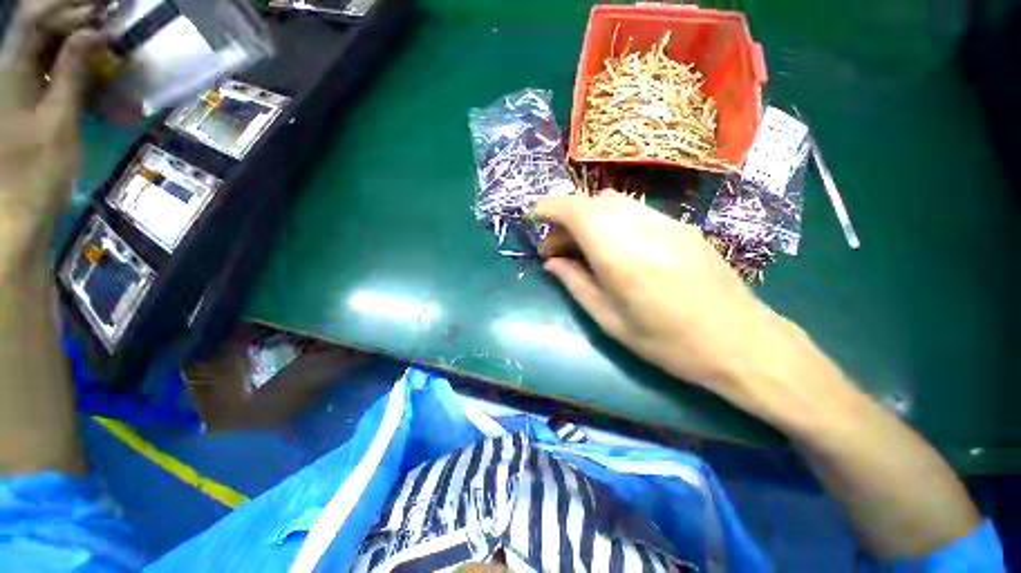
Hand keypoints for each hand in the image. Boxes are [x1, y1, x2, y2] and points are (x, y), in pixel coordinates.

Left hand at [0, 0, 103, 271]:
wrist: (17, 212)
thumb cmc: (38, 172)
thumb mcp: (58, 122)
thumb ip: (71, 73)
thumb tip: (93, 33)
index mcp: (10, 71)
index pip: (37, 18)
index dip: (70, 6)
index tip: (105, 10)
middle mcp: (7, 69)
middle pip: (36, 24)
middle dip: (71, 13)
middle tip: (107, 13)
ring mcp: (14, 84)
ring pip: (40, 42)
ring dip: (70, 32)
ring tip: (102, 32)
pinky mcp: (22, 99)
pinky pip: (43, 64)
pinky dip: (66, 55)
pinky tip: (86, 58)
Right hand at [536, 194, 790, 401]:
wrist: (741, 342)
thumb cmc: (668, 343)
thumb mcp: (610, 321)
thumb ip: (576, 284)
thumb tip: (552, 263)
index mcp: (621, 256)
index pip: (577, 211)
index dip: (550, 208)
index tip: (534, 218)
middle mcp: (643, 229)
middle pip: (593, 203)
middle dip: (566, 220)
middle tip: (556, 250)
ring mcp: (667, 223)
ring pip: (614, 203)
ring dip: (588, 219)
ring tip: (582, 249)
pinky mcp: (682, 227)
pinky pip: (635, 212)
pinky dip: (611, 221)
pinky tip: (613, 248)